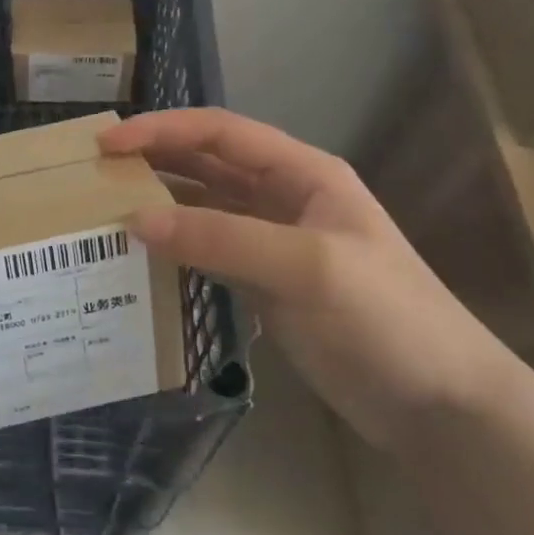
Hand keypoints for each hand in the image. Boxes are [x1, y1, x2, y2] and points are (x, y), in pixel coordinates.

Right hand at [100, 108, 513, 449]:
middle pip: (205, 164)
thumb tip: (135, 221)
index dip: (162, 130)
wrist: (439, 404)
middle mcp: (283, 198)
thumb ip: (220, 238)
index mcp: (301, 173)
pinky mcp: (263, 283)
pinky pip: (207, 250)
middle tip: (94, 172)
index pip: (219, 133)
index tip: (107, 144)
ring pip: (202, 207)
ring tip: (104, 208)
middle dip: (152, 160)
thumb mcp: (305, 267)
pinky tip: (139, 255)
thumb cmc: (385, 319)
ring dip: (158, 203)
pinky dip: (173, 247)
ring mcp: (272, 242)